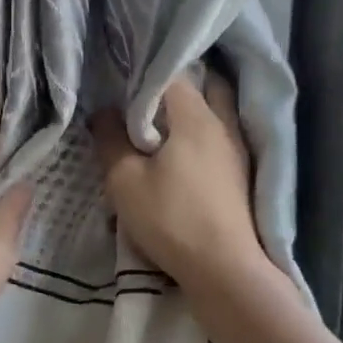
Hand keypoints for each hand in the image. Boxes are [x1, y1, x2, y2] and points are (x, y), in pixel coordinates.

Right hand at [91, 72, 266, 292]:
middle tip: (143, 98)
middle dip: (174, 86)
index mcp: (196, 116)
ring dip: (190, 109)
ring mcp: (237, 148)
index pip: (171, 74)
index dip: (144, 74)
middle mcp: (223, 123)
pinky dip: (200, 132)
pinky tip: (181, 149)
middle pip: (203, 85)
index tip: (120, 81)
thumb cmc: (171, 218)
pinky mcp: (240, 172)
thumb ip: (110, 140)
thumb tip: (103, 112)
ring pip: (215, 111)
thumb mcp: (125, 180)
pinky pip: (219, 135)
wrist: (224, 269)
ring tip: (159, 122)